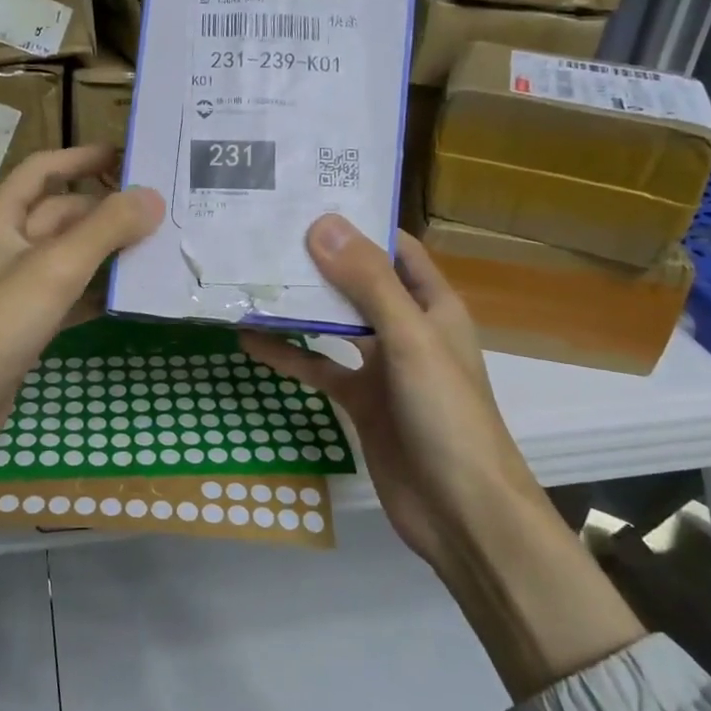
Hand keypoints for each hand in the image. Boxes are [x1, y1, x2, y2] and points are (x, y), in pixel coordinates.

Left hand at [0, 147, 163, 480]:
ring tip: (157, 247)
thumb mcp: (53, 269)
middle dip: (105, 209)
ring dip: (105, 251)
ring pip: (66, 257)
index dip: (82, 157)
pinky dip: (95, 291)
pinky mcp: (23, 326)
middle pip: (60, 214)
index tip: (128, 157)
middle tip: (161, 211)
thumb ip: (104, 230)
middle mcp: (3, 247)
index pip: (43, 170)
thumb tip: (152, 196)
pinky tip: (130, 295)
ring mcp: (12, 289)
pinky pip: (66, 296)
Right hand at [240, 216, 541, 575]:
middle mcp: (407, 329)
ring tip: (251, 279)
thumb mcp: (409, 340)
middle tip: (265, 232)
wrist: (459, 511)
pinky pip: (318, 367)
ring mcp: (381, 366)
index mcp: (433, 306)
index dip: (359, 223)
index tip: (309, 199)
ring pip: (334, 325)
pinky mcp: (359, 400)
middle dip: (318, 261)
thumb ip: (368, 283)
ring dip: (298, 307)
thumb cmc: (446, 415)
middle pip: (358, 282)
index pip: (396, 249)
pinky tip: (251, 342)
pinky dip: (288, 355)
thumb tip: (321, 224)